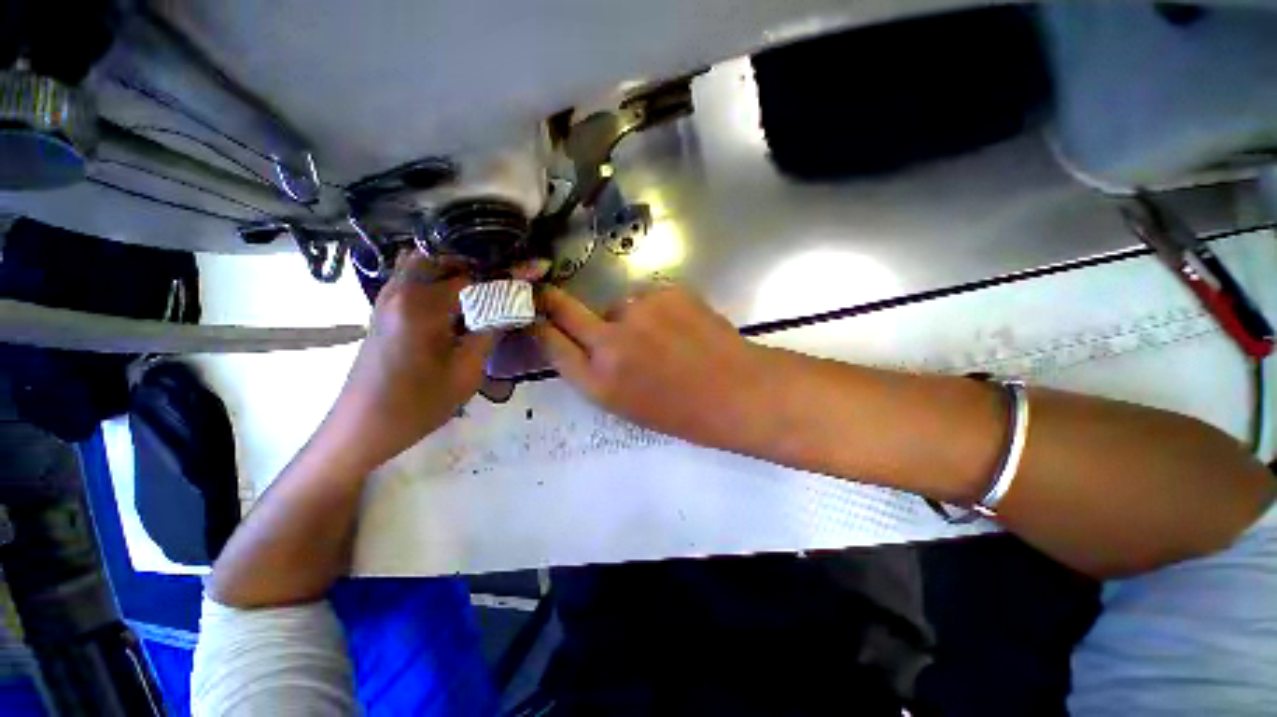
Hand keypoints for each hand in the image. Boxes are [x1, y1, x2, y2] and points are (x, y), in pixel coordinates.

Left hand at [322, 252, 493, 467]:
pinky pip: (415, 278)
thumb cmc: (418, 403)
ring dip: (459, 270)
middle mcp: (402, 289)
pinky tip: (460, 302)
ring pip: (428, 264)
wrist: (363, 426)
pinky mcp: (385, 309)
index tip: (534, 273)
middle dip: (481, 264)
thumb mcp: (467, 371)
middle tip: (509, 281)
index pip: (474, 275)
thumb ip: (491, 332)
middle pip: (447, 258)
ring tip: (488, 288)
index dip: (507, 274)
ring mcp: (388, 297)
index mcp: (423, 304)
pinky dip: (440, 280)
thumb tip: (513, 306)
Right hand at [532, 283, 773, 448]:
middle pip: (565, 309)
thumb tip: (585, 344)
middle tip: (546, 293)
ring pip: (617, 304)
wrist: (738, 392)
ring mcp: (639, 311)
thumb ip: (599, 374)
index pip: (551, 344)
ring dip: (626, 316)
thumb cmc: (684, 412)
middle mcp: (610, 342)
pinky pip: (649, 298)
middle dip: (551, 301)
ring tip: (659, 335)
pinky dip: (657, 310)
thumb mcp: (628, 406)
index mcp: (599, 382)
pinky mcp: (666, 291)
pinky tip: (680, 326)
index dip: (538, 327)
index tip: (531, 315)